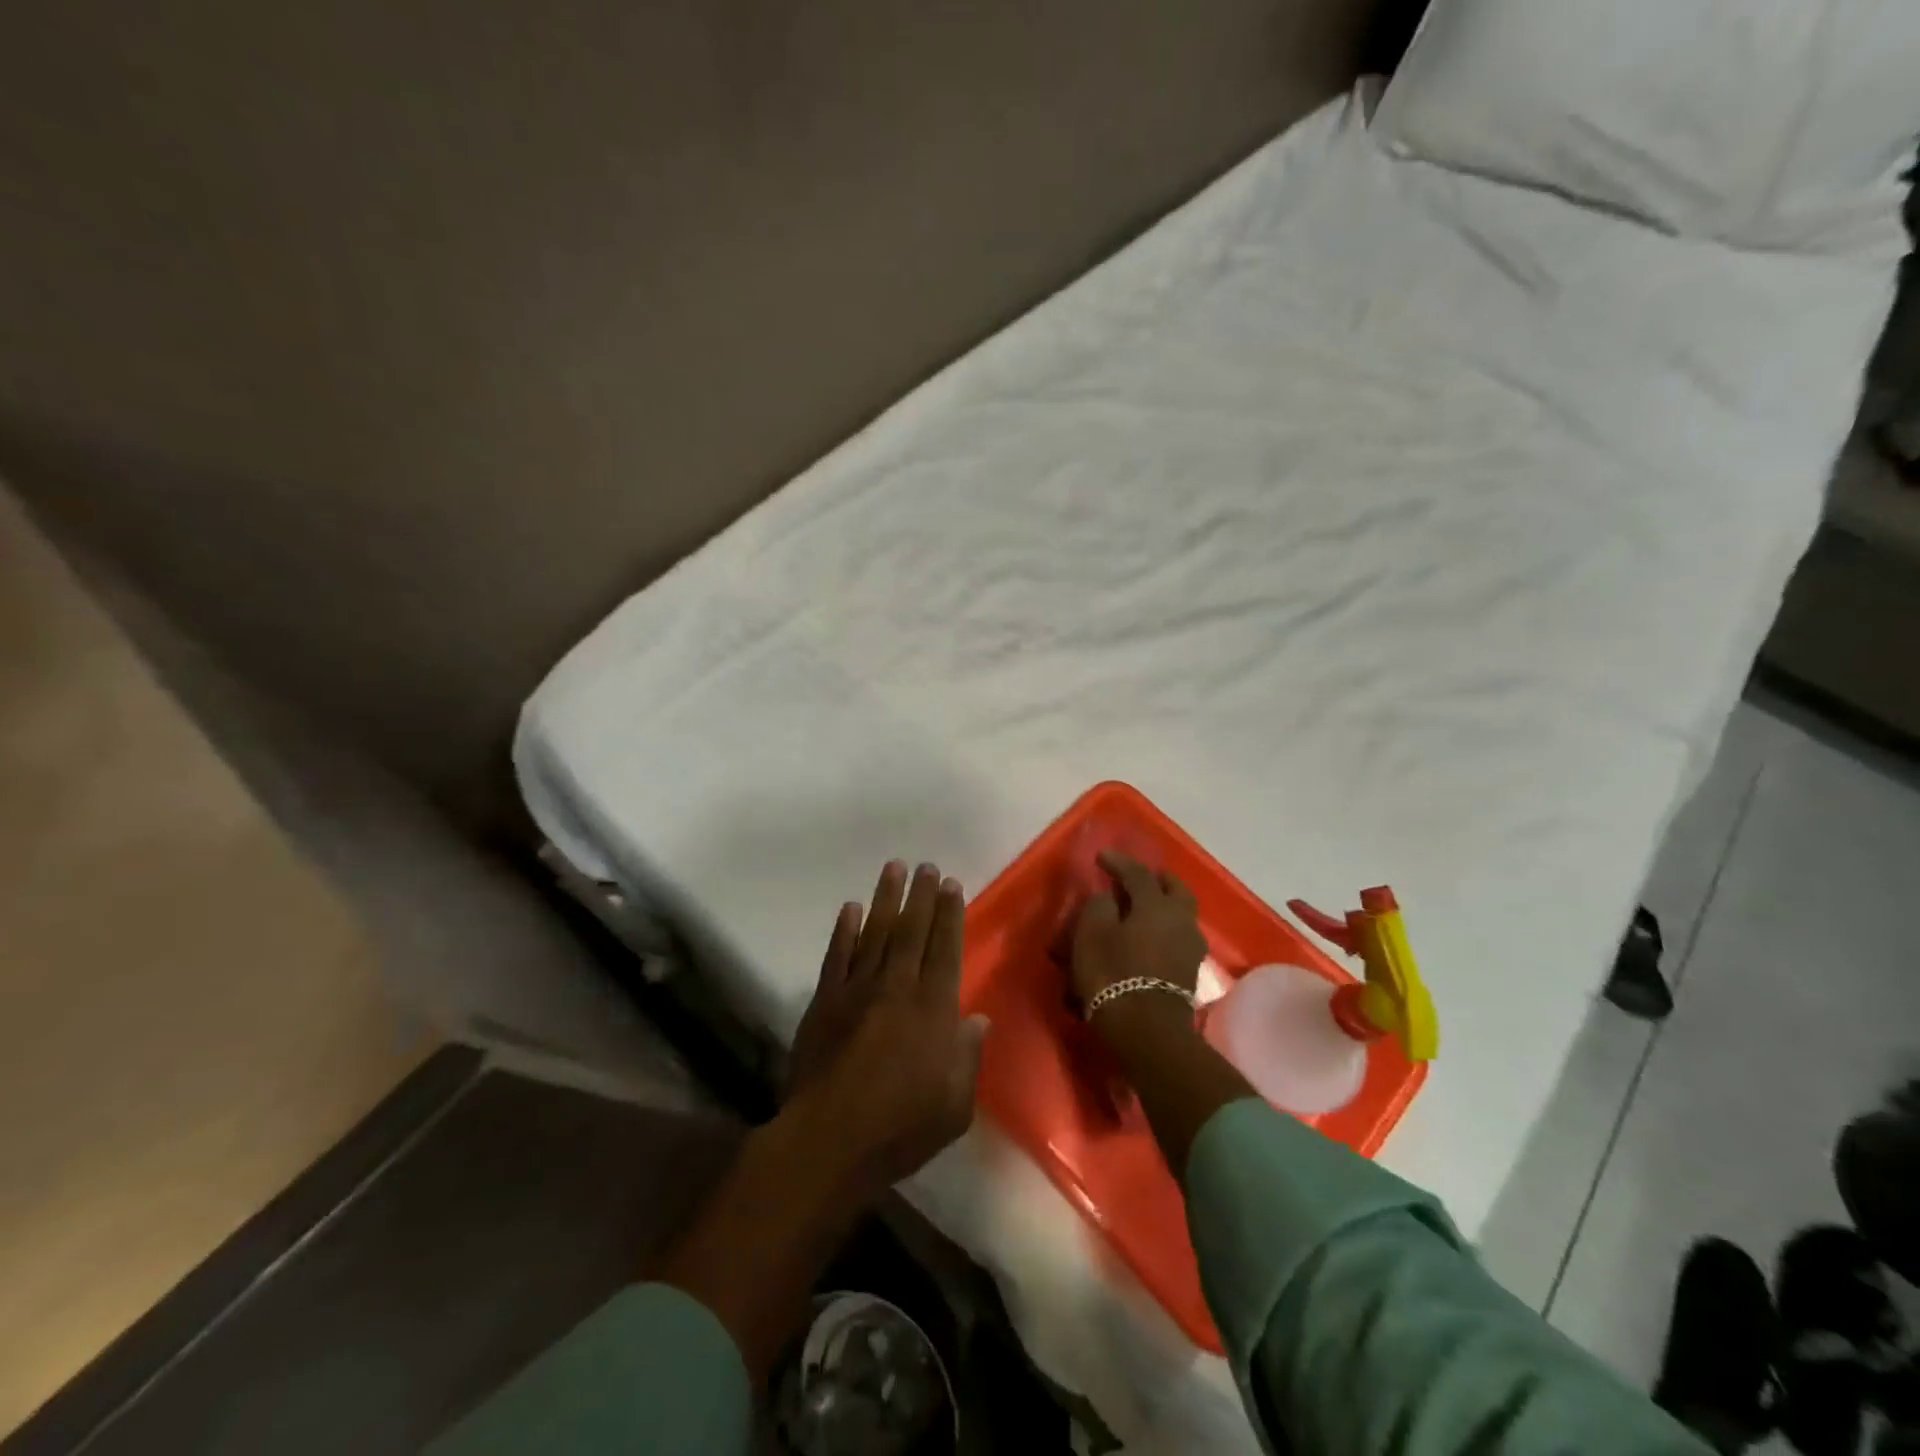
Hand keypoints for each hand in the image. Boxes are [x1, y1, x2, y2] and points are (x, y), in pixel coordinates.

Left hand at [785, 861, 987, 1202]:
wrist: (829, 1140)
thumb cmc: (901, 1128)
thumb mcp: (955, 1106)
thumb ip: (967, 1057)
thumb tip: (977, 1019)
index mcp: (933, 1010)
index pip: (945, 950)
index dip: (949, 915)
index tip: (951, 885)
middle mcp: (897, 988)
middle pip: (912, 931)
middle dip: (922, 895)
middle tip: (927, 866)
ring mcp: (857, 991)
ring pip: (876, 933)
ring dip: (886, 899)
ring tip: (894, 868)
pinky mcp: (825, 1001)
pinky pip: (837, 956)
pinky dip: (844, 930)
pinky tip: (850, 909)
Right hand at [1070, 851, 1206, 1006]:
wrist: (1147, 1032)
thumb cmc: (1114, 975)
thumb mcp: (1092, 934)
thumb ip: (1099, 907)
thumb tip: (1109, 899)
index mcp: (1157, 905)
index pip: (1138, 873)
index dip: (1119, 862)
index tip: (1101, 857)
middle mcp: (1180, 920)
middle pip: (1175, 890)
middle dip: (1157, 879)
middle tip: (1136, 877)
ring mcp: (1190, 947)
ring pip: (1180, 914)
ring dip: (1163, 906)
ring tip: (1141, 908)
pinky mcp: (1189, 972)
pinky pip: (1177, 937)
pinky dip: (1163, 929)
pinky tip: (1148, 936)